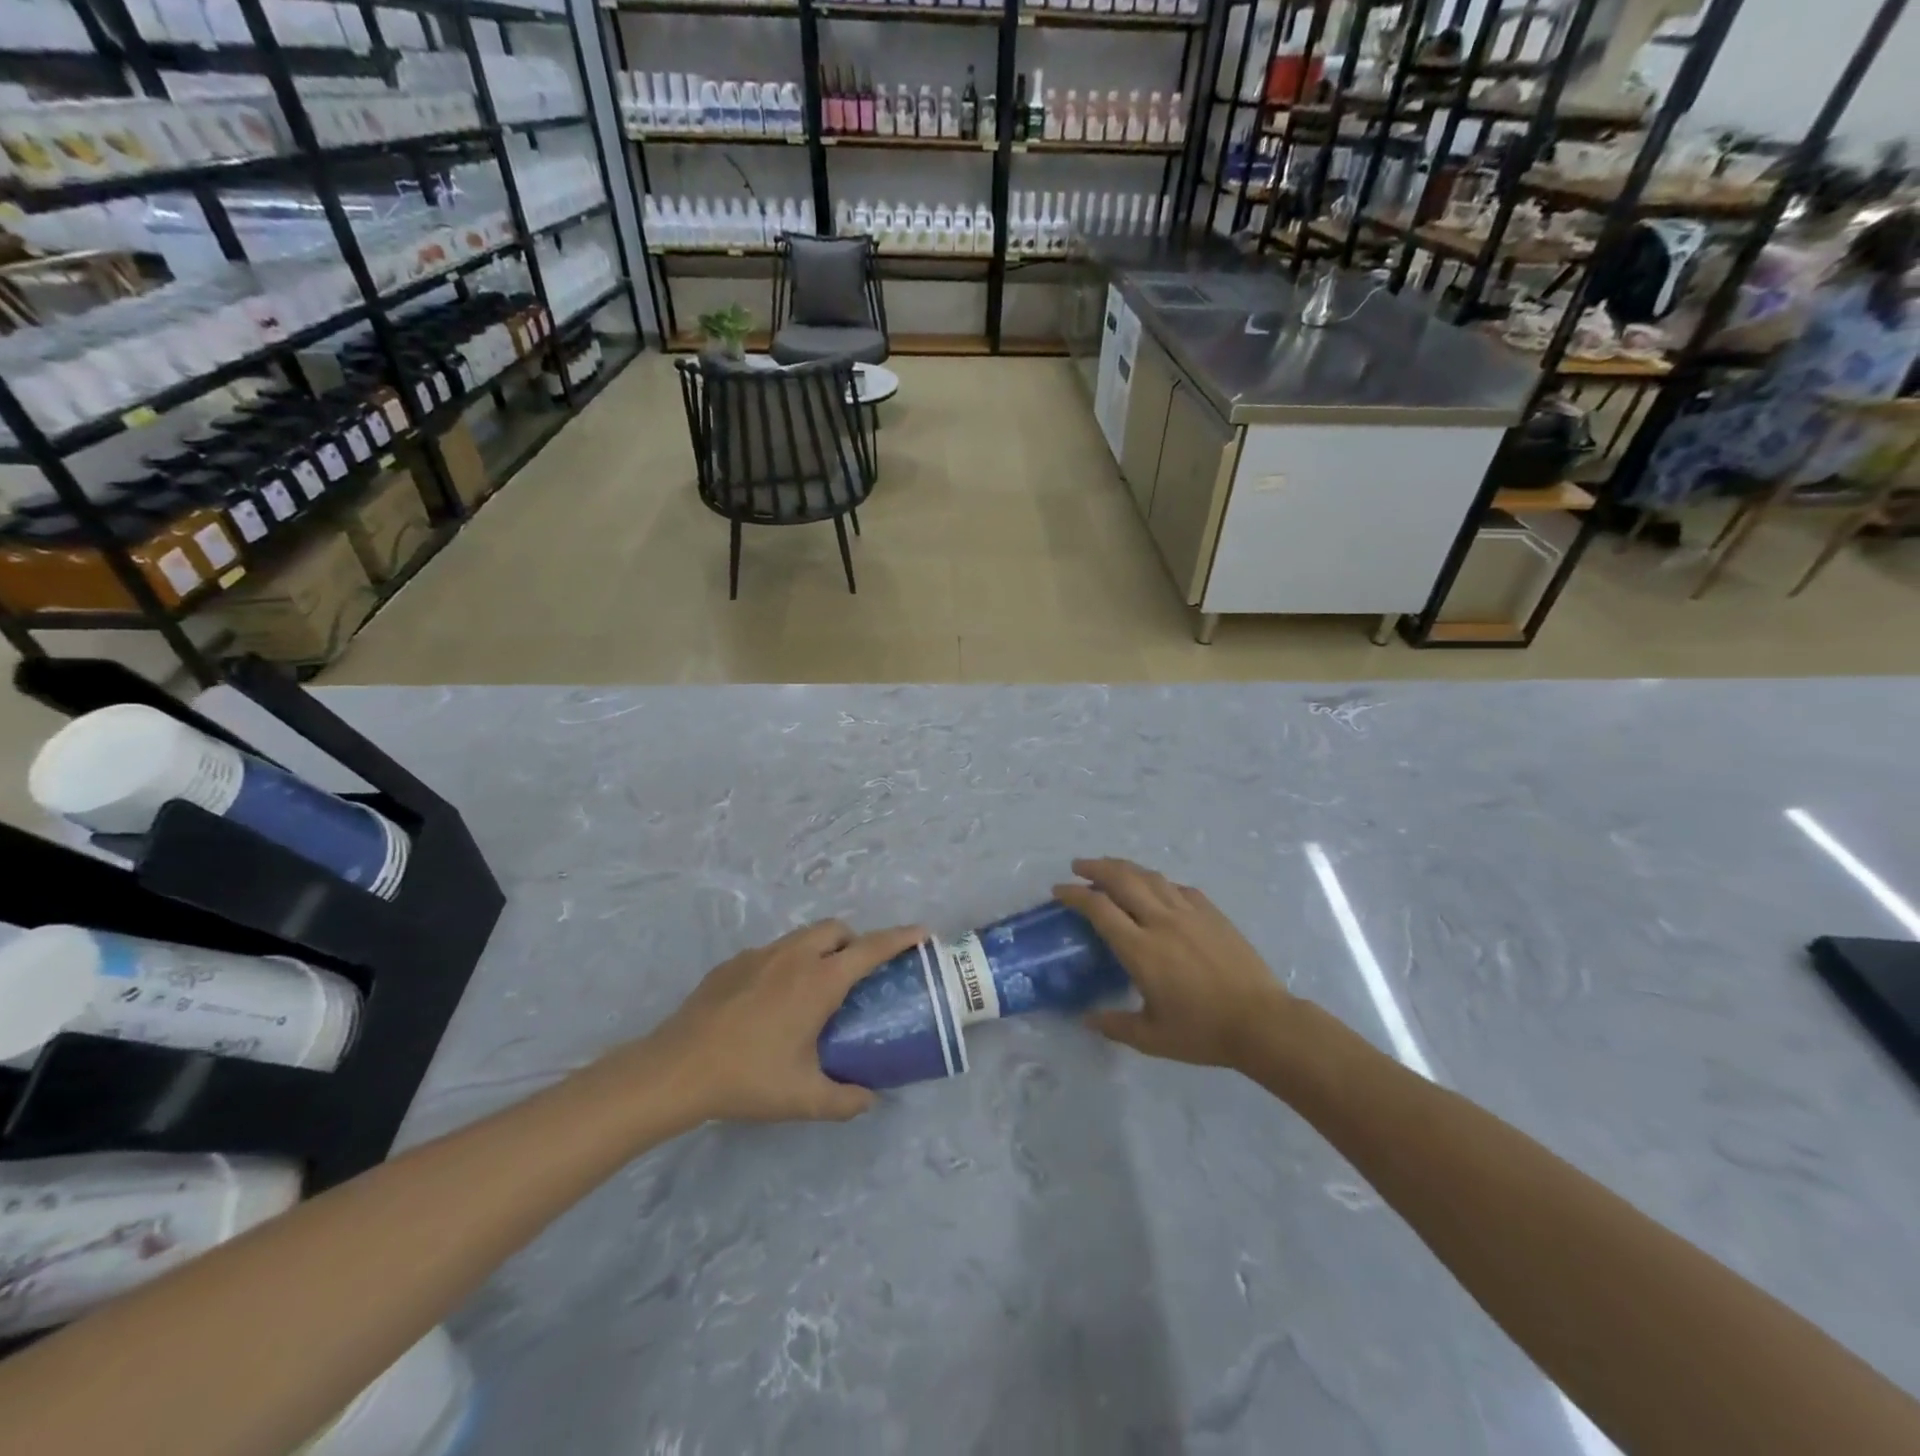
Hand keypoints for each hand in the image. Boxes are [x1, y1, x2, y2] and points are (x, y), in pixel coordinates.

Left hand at [644, 920, 926, 1123]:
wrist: (676, 1068)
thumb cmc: (748, 1078)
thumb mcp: (803, 1098)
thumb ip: (845, 1100)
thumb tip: (870, 1099)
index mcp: (819, 981)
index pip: (870, 949)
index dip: (900, 938)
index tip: (921, 934)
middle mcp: (794, 957)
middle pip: (836, 930)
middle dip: (855, 941)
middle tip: (858, 974)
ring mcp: (760, 955)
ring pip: (803, 936)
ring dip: (821, 948)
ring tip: (817, 987)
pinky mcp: (733, 963)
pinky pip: (773, 952)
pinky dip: (788, 962)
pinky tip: (773, 1000)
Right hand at [1056, 858, 1290, 1070]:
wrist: (1262, 1022)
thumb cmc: (1203, 1032)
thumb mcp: (1152, 1038)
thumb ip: (1114, 1025)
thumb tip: (1084, 1019)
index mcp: (1141, 949)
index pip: (1099, 908)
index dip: (1075, 894)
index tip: (1059, 890)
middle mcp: (1161, 921)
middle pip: (1121, 879)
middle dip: (1095, 867)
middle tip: (1078, 866)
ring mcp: (1189, 913)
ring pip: (1150, 876)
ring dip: (1124, 867)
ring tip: (1110, 867)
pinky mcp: (1212, 913)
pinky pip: (1178, 887)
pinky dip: (1158, 882)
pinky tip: (1155, 888)